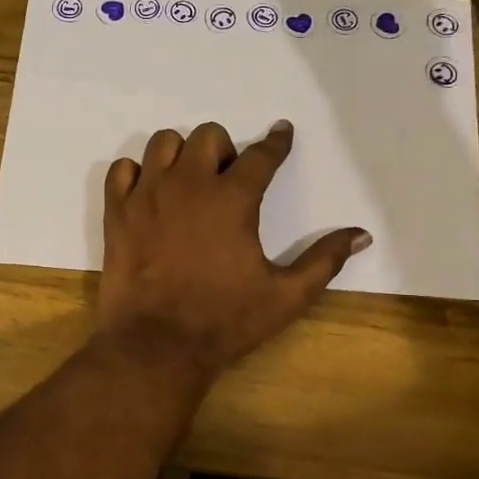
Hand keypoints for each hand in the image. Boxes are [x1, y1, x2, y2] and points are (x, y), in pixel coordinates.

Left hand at [95, 121, 369, 377]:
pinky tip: (149, 194)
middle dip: (225, 150)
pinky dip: (137, 173)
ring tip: (189, 182)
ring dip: (181, 154)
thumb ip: (324, 261)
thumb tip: (362, 234)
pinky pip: (121, 169)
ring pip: (163, 143)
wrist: (157, 345)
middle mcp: (189, 185)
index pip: (262, 155)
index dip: (277, 142)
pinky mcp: (116, 212)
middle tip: (228, 180)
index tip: (282, 133)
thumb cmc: (225, 321)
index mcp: (233, 199)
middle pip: (209, 136)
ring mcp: (147, 195)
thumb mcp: (286, 297)